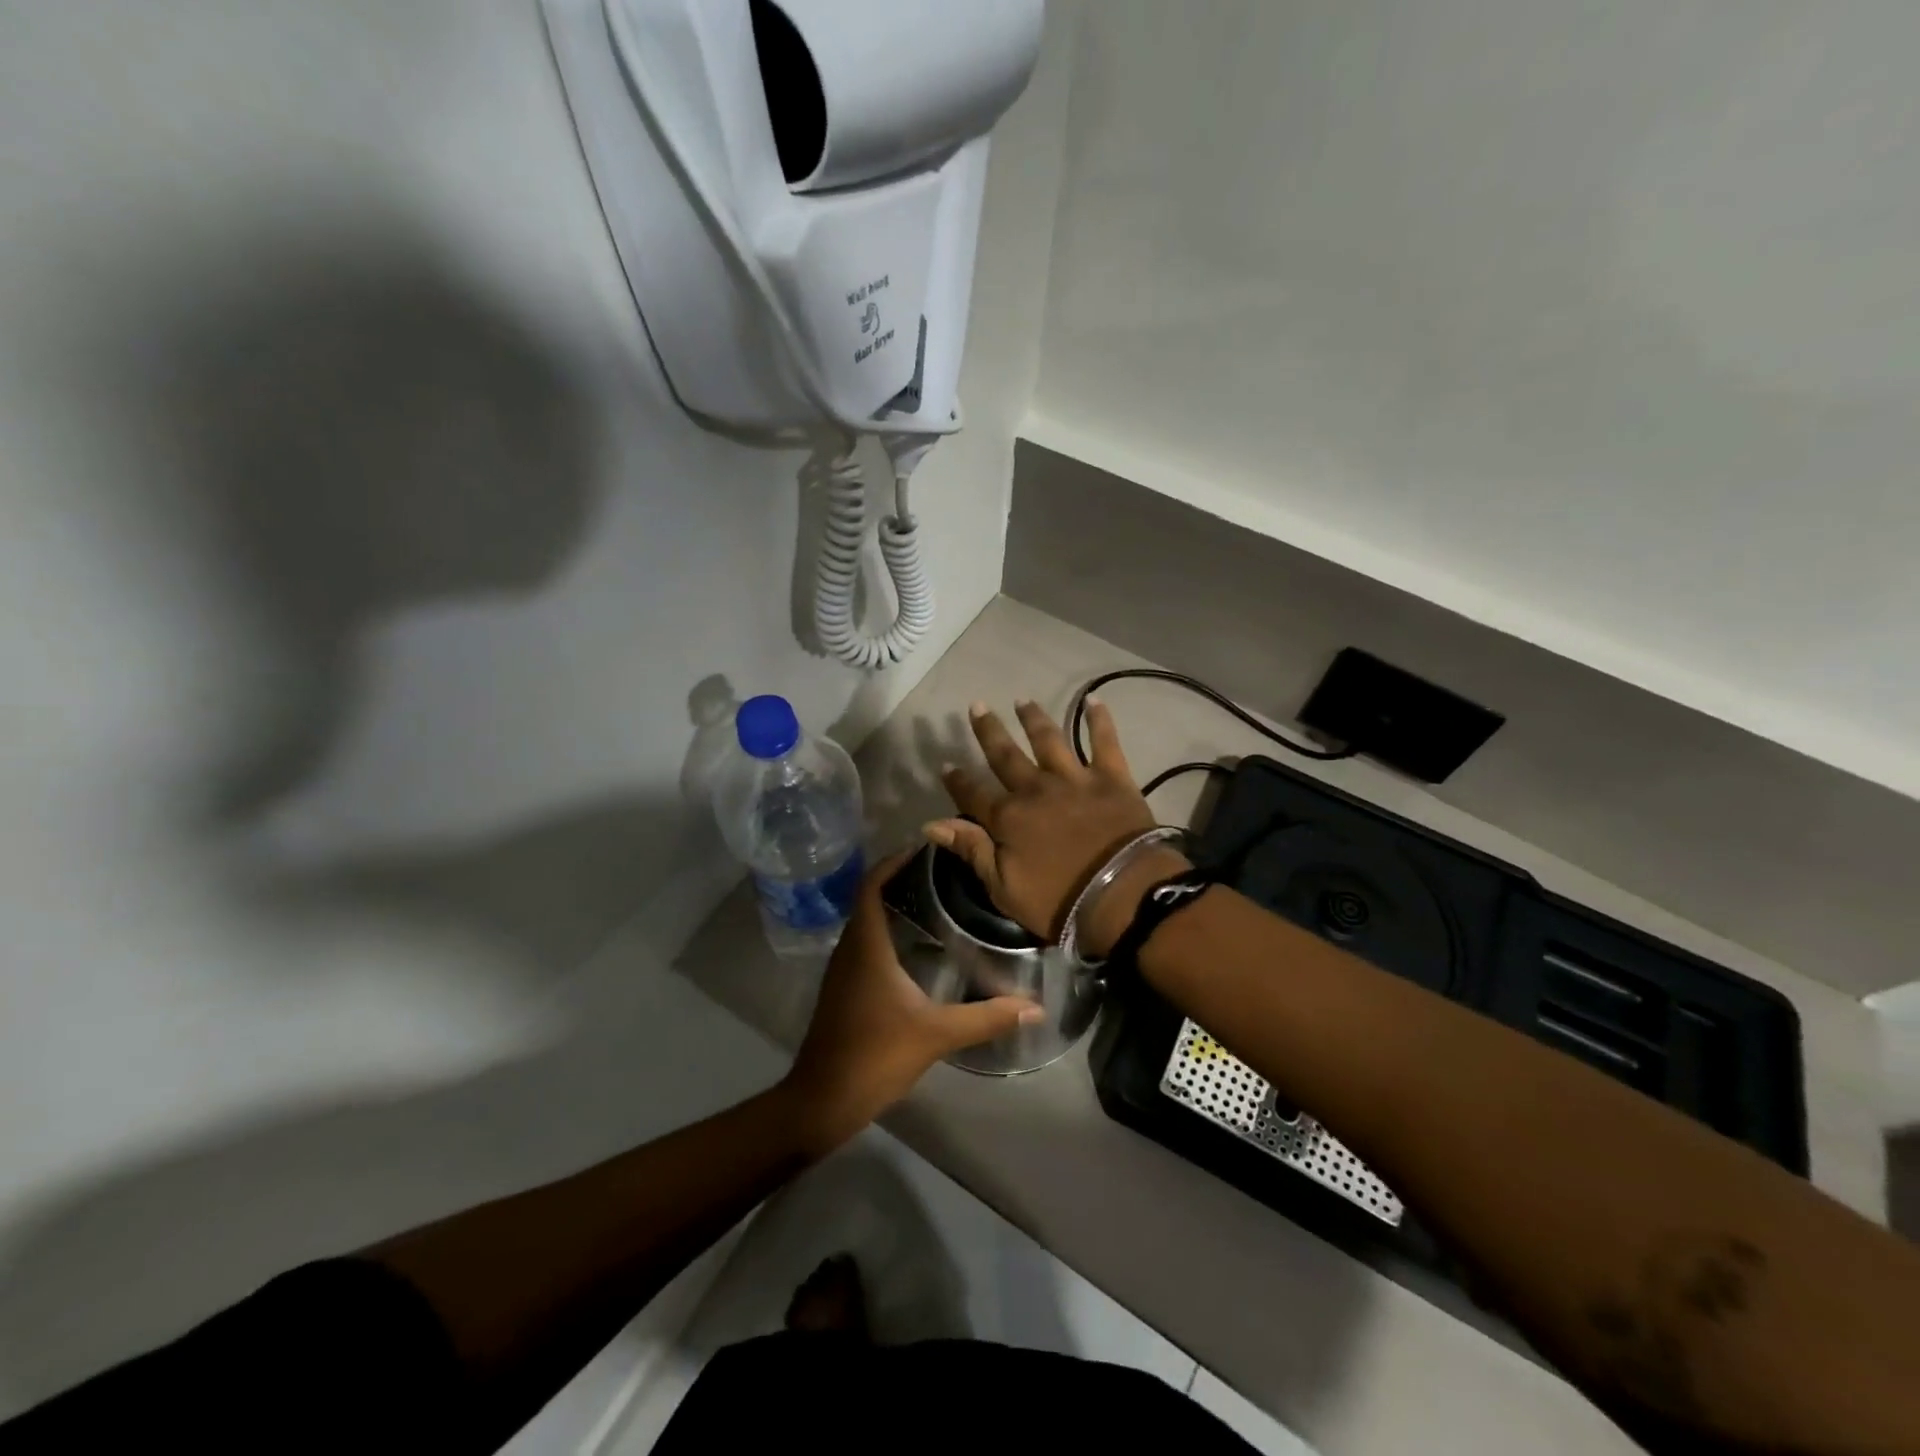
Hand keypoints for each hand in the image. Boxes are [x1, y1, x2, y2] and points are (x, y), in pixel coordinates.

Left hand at [782, 852, 1041, 1150]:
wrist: (823, 1100)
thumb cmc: (875, 1055)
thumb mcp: (937, 1034)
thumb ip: (986, 1017)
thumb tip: (1035, 1007)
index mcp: (866, 946)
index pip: (872, 885)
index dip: (894, 861)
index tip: (925, 847)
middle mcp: (850, 949)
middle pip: (870, 898)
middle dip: (900, 879)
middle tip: (943, 873)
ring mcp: (842, 971)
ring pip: (866, 923)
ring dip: (893, 906)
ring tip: (937, 902)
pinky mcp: (844, 990)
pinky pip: (865, 945)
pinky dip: (888, 933)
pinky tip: (918, 949)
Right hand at [927, 700, 1189, 953]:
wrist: (1122, 894)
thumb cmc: (1060, 900)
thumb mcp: (1003, 886)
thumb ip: (971, 849)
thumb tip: (931, 824)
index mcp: (1008, 818)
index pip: (973, 794)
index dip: (958, 781)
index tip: (946, 765)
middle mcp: (1036, 789)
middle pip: (1006, 756)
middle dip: (989, 731)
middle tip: (977, 706)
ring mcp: (1074, 779)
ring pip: (1049, 740)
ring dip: (1034, 719)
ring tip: (1023, 700)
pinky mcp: (1112, 777)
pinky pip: (1104, 741)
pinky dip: (1099, 720)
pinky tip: (1094, 700)